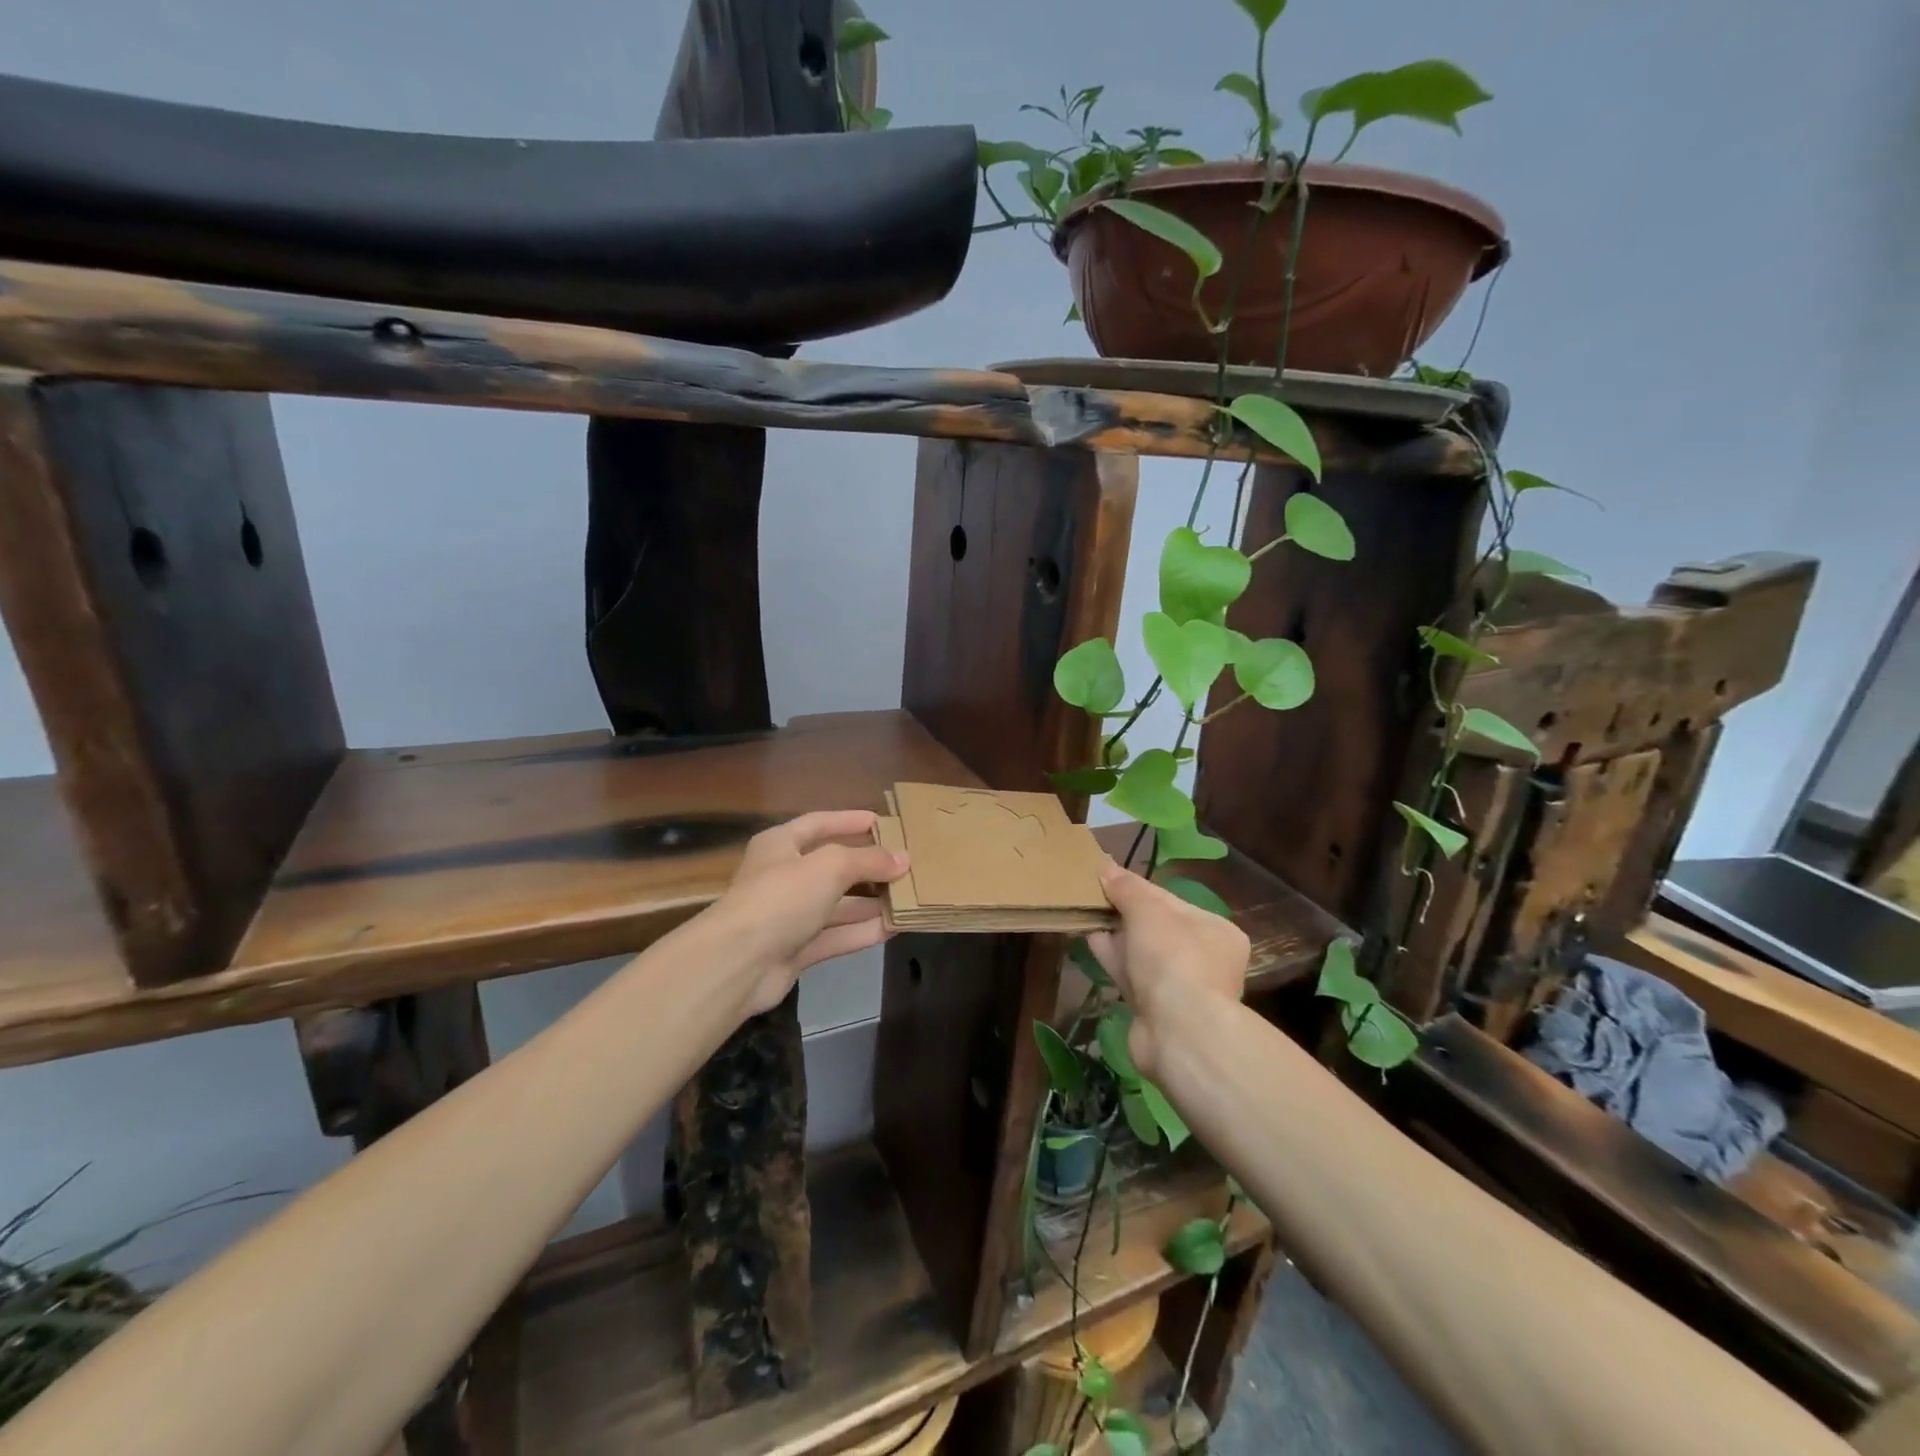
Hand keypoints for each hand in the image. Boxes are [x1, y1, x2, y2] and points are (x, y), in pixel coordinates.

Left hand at [699, 810, 908, 1016]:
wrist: (739, 963)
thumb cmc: (782, 897)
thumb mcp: (830, 866)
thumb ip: (869, 860)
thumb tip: (904, 859)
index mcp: (780, 844)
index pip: (819, 823)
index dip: (850, 820)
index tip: (884, 822)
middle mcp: (783, 877)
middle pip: (832, 866)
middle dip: (868, 866)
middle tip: (906, 865)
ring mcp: (789, 916)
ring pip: (837, 904)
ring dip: (871, 902)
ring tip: (909, 897)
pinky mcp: (796, 950)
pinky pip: (836, 935)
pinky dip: (863, 931)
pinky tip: (895, 928)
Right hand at [1086, 860, 1248, 1077]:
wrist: (1179, 1032)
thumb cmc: (1174, 959)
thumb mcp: (1148, 910)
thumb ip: (1127, 887)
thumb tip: (1106, 868)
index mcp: (1216, 931)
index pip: (1171, 901)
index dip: (1138, 889)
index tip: (1108, 879)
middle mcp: (1205, 959)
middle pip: (1157, 928)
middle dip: (1125, 913)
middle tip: (1095, 896)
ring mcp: (1181, 988)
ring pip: (1142, 953)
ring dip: (1116, 935)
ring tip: (1087, 914)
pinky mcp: (1157, 1010)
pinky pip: (1132, 975)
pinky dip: (1114, 958)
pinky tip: (1091, 939)